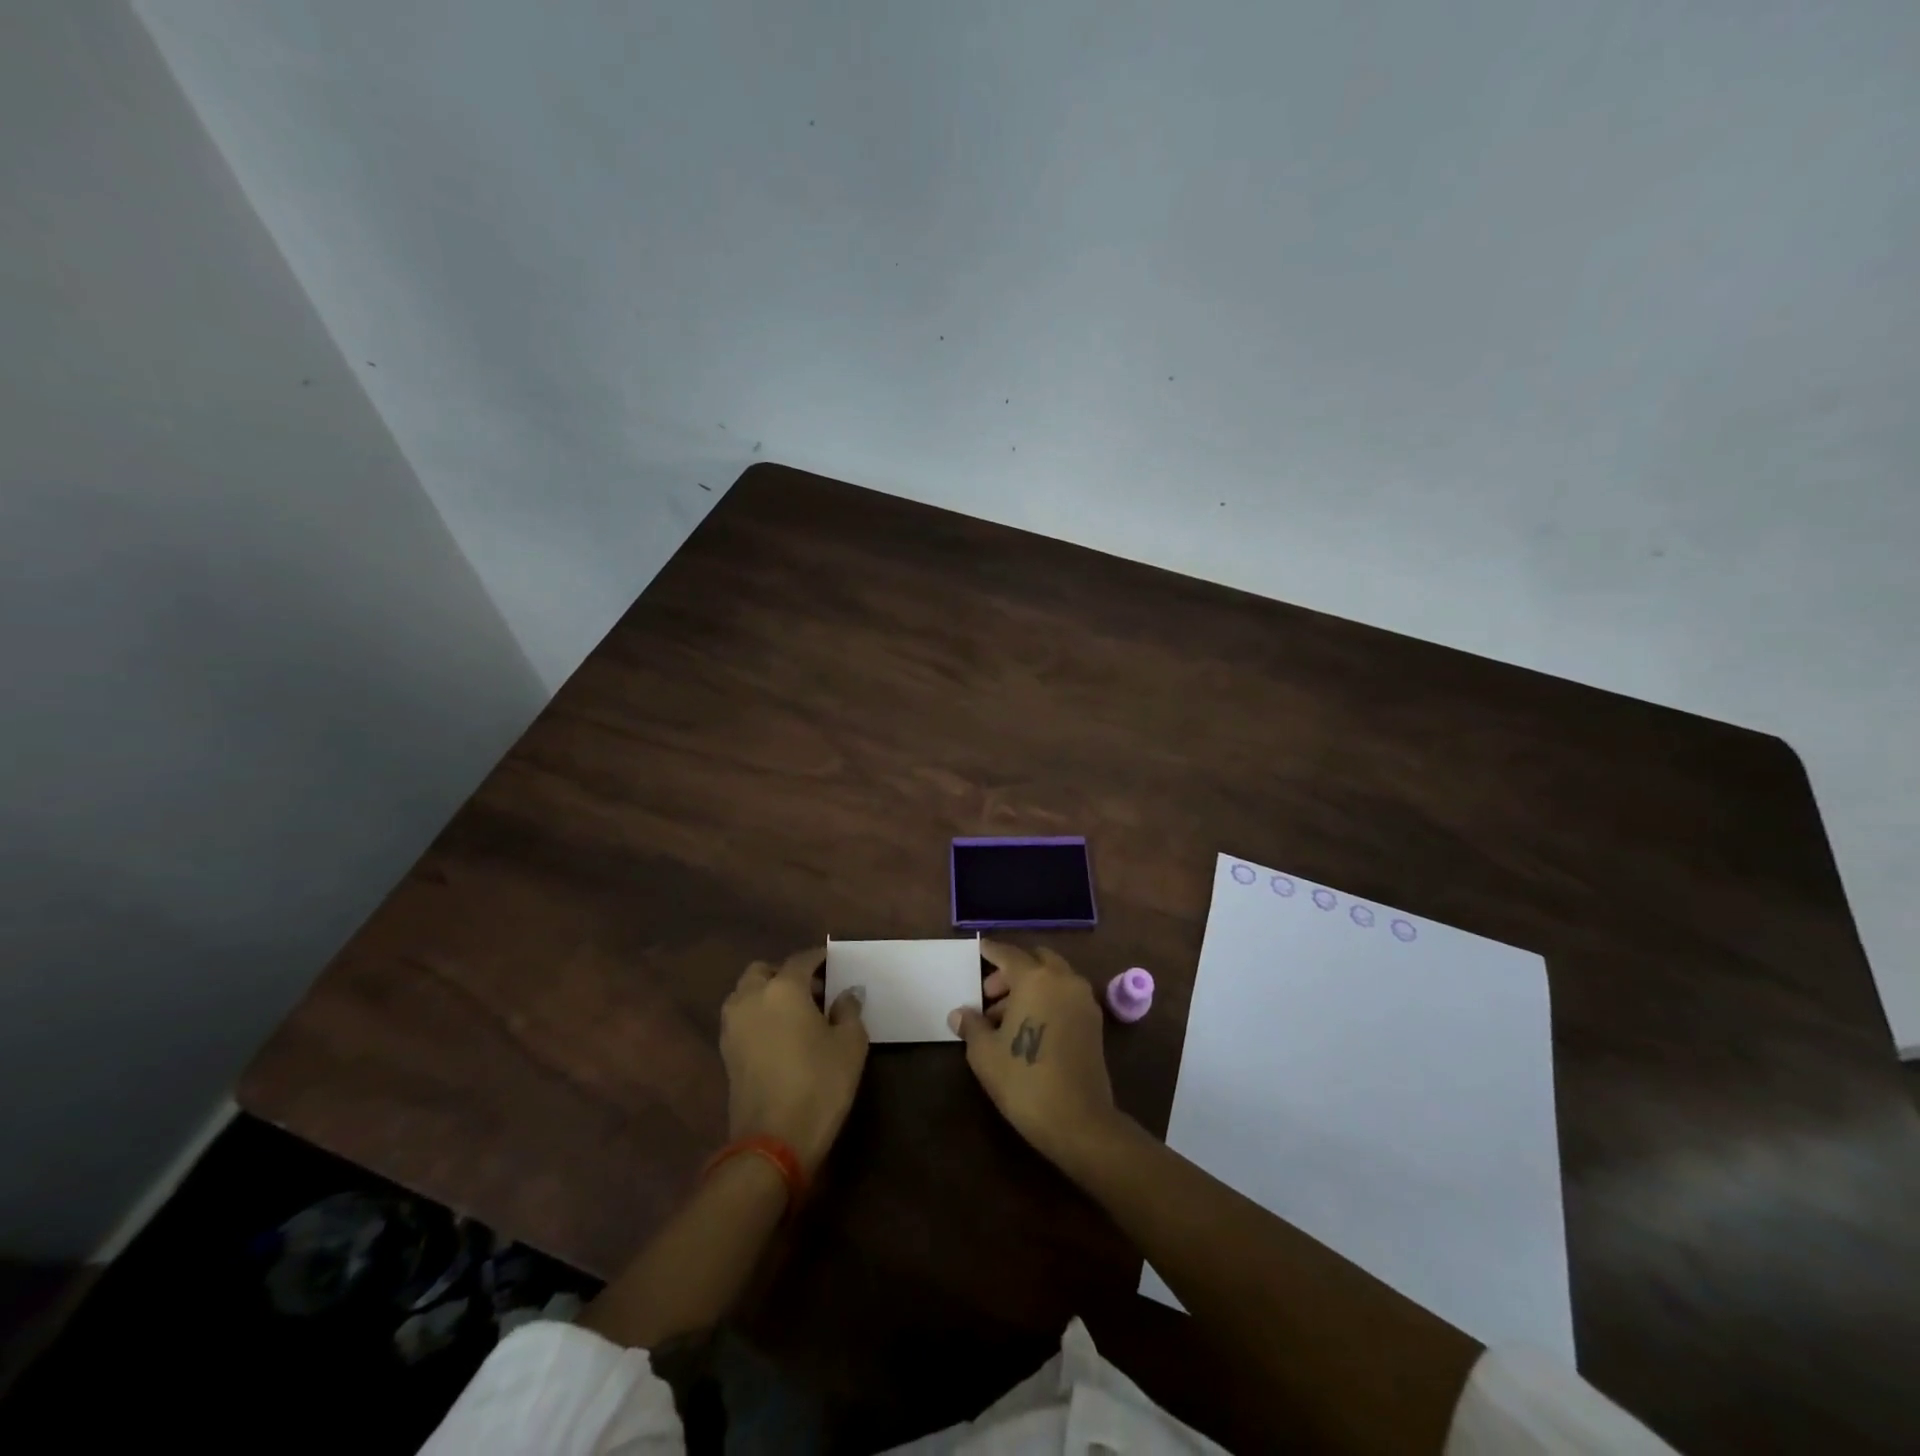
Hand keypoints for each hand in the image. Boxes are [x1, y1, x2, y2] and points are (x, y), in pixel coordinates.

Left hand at [721, 947, 867, 1173]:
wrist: (773, 1141)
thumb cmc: (819, 1084)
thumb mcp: (850, 1044)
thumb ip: (849, 1010)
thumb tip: (846, 994)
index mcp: (783, 987)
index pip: (801, 959)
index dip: (819, 958)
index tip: (834, 963)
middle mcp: (752, 997)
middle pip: (764, 971)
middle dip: (785, 973)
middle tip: (811, 990)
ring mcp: (733, 1025)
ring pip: (746, 993)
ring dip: (766, 993)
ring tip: (794, 1013)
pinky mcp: (725, 1052)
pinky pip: (742, 1018)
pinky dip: (757, 1016)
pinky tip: (779, 1035)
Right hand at [949, 940, 1120, 1170]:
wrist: (1078, 1120)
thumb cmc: (1024, 1080)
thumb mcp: (985, 1053)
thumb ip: (972, 1025)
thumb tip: (960, 1013)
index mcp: (1035, 978)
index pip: (1008, 954)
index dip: (991, 951)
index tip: (980, 949)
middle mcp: (1063, 980)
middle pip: (1035, 961)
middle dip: (1012, 972)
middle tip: (989, 997)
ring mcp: (1083, 1000)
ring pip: (1053, 977)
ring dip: (1030, 986)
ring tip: (1005, 1018)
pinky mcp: (1094, 1022)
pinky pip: (1066, 996)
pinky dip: (1047, 999)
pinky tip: (1029, 1027)